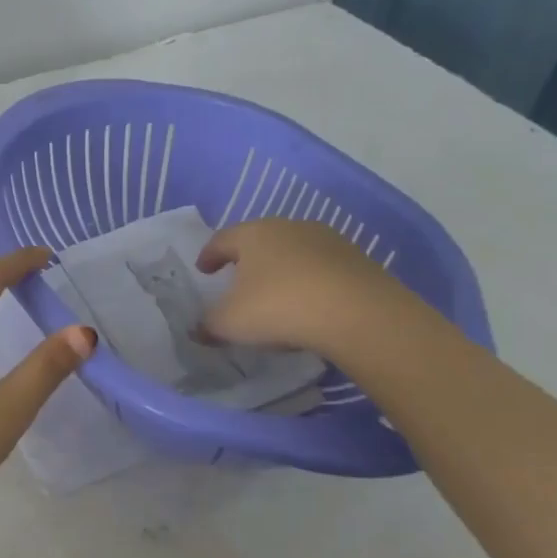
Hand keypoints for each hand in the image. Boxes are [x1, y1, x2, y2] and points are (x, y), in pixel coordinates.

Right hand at [197, 217, 410, 354]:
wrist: (359, 314)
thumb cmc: (279, 307)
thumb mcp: (230, 323)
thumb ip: (208, 325)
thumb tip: (197, 329)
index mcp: (253, 234)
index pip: (222, 239)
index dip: (209, 255)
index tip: (204, 270)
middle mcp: (289, 227)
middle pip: (260, 240)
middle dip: (247, 259)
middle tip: (237, 279)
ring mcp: (327, 240)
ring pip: (293, 252)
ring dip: (281, 269)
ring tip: (276, 294)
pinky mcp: (356, 259)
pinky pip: (321, 268)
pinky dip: (309, 281)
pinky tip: (309, 304)